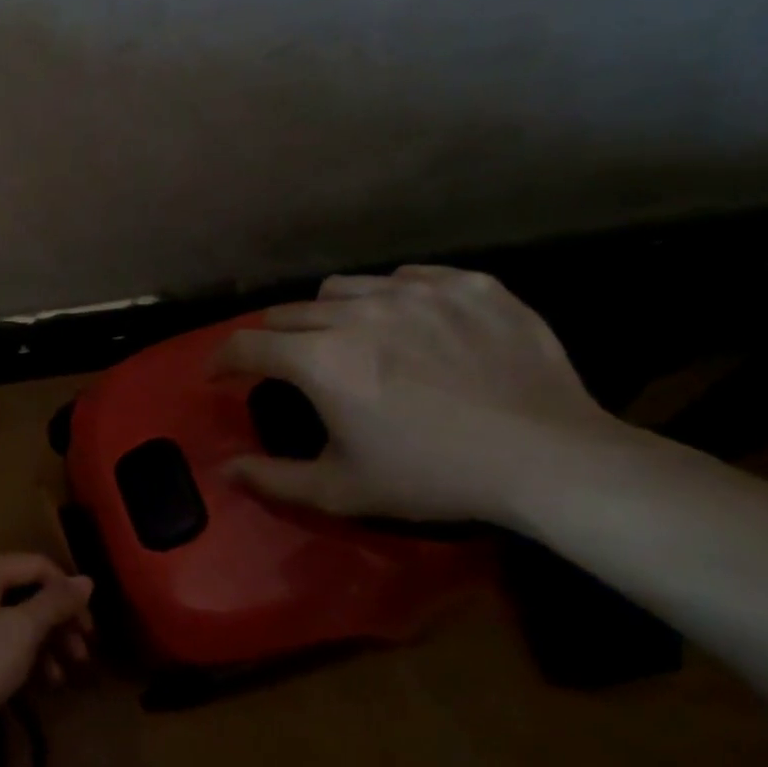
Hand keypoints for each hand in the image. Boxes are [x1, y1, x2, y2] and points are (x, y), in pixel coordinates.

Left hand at [0, 556, 94, 730]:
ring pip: (18, 619)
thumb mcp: (23, 630)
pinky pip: (3, 641)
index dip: (68, 593)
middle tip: (82, 653)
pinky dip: (26, 656)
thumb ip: (56, 602)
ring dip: (47, 643)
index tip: (89, 627)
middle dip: (60, 622)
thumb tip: (86, 580)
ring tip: (64, 674)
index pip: (38, 566)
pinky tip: (44, 682)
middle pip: (29, 593)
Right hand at [213, 265, 627, 523]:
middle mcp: (358, 311)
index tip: (218, 375)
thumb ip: (271, 479)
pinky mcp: (469, 285)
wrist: (549, 459)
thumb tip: (224, 470)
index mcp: (320, 359)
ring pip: (343, 287)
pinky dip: (390, 298)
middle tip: (286, 367)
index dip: (221, 360)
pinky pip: (408, 276)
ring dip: (327, 314)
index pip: (246, 345)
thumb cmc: (431, 477)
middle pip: (289, 311)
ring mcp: (417, 291)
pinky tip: (408, 326)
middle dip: (273, 339)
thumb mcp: (340, 490)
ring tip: (346, 339)